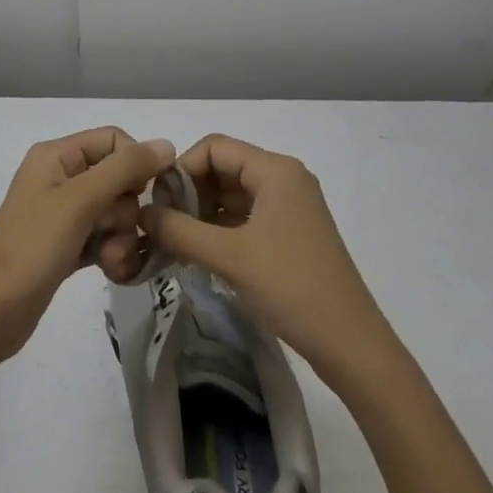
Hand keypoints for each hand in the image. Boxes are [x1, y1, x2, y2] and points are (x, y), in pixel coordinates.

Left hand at [0, 128, 175, 362]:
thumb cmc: (34, 246)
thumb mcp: (81, 200)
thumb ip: (125, 169)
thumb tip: (167, 143)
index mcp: (56, 155)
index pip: (114, 140)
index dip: (135, 164)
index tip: (144, 194)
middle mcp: (60, 177)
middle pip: (118, 178)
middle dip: (126, 209)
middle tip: (115, 233)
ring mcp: (63, 213)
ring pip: (115, 211)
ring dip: (122, 236)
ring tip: (111, 260)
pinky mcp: (67, 245)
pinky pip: (105, 237)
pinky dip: (112, 252)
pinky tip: (111, 270)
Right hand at [140, 135, 393, 387]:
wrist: (351, 345)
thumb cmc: (292, 288)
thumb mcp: (229, 257)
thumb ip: (180, 231)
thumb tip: (141, 214)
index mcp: (275, 170)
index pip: (213, 148)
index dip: (181, 170)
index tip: (159, 205)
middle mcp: (283, 179)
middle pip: (221, 168)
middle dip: (188, 194)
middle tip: (162, 229)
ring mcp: (288, 207)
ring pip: (230, 195)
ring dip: (200, 215)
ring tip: (174, 245)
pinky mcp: (288, 234)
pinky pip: (243, 218)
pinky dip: (217, 231)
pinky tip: (196, 255)